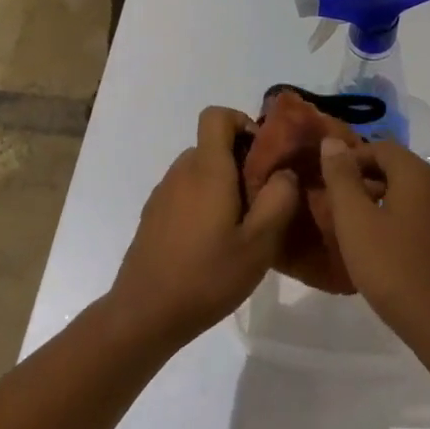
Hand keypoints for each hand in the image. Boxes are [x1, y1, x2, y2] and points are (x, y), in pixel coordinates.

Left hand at [106, 106, 300, 351]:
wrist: (144, 314)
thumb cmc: (207, 276)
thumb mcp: (259, 244)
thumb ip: (279, 200)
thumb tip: (285, 172)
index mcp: (207, 169)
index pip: (216, 115)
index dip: (241, 122)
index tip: (262, 154)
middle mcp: (181, 171)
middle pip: (212, 145)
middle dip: (240, 162)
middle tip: (261, 200)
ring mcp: (162, 193)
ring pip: (199, 170)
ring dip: (222, 185)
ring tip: (240, 226)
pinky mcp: (153, 215)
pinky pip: (184, 192)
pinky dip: (203, 202)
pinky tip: (212, 243)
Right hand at [319, 137, 429, 361]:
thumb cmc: (396, 271)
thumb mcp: (355, 222)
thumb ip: (341, 178)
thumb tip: (333, 141)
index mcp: (421, 175)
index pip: (382, 147)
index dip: (352, 158)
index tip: (328, 181)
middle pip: (401, 168)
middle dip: (367, 180)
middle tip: (339, 207)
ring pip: (416, 193)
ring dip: (386, 200)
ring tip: (359, 229)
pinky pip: (429, 215)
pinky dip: (405, 219)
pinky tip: (389, 248)